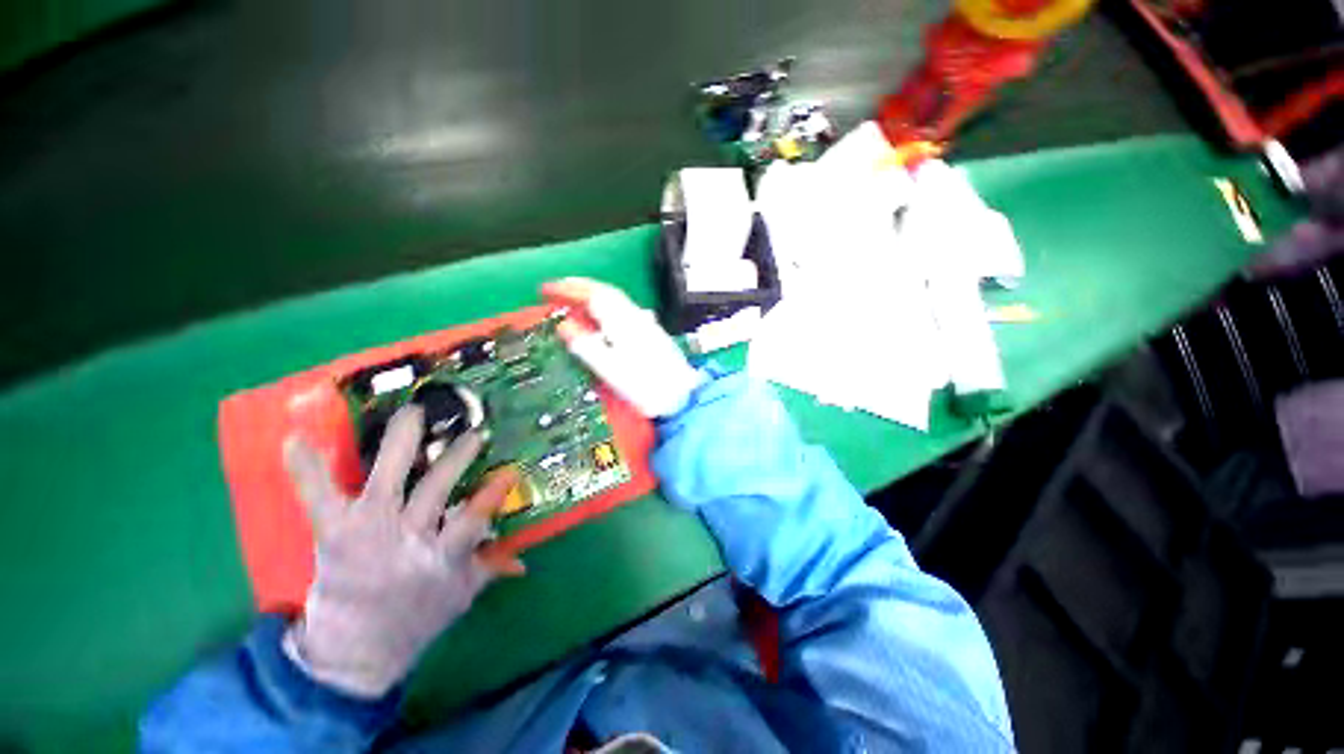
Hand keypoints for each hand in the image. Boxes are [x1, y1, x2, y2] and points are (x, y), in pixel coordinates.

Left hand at [282, 405, 522, 697]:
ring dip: (398, 445)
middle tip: (472, 434)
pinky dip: (307, 468)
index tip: (509, 471)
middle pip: (433, 490)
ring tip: (413, 413)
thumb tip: (525, 559)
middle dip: (455, 459)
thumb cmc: (415, 620)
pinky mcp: (333, 532)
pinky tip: (296, 438)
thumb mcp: (462, 595)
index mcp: (441, 556)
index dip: (491, 496)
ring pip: (385, 481)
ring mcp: (367, 530)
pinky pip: (318, 496)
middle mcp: (406, 537)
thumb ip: (492, 568)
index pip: (472, 520)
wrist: (352, 652)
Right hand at [542, 278, 702, 418]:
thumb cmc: (644, 385)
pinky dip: (606, 305)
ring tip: (574, 298)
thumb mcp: (609, 369)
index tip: (545, 289)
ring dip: (593, 294)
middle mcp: (634, 315)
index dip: (567, 289)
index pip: (591, 295)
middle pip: (605, 292)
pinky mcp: (650, 331)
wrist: (681, 396)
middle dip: (579, 287)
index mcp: (622, 321)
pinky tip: (602, 315)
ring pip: (615, 299)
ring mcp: (645, 322)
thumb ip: (586, 346)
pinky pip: (622, 309)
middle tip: (557, 289)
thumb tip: (564, 325)